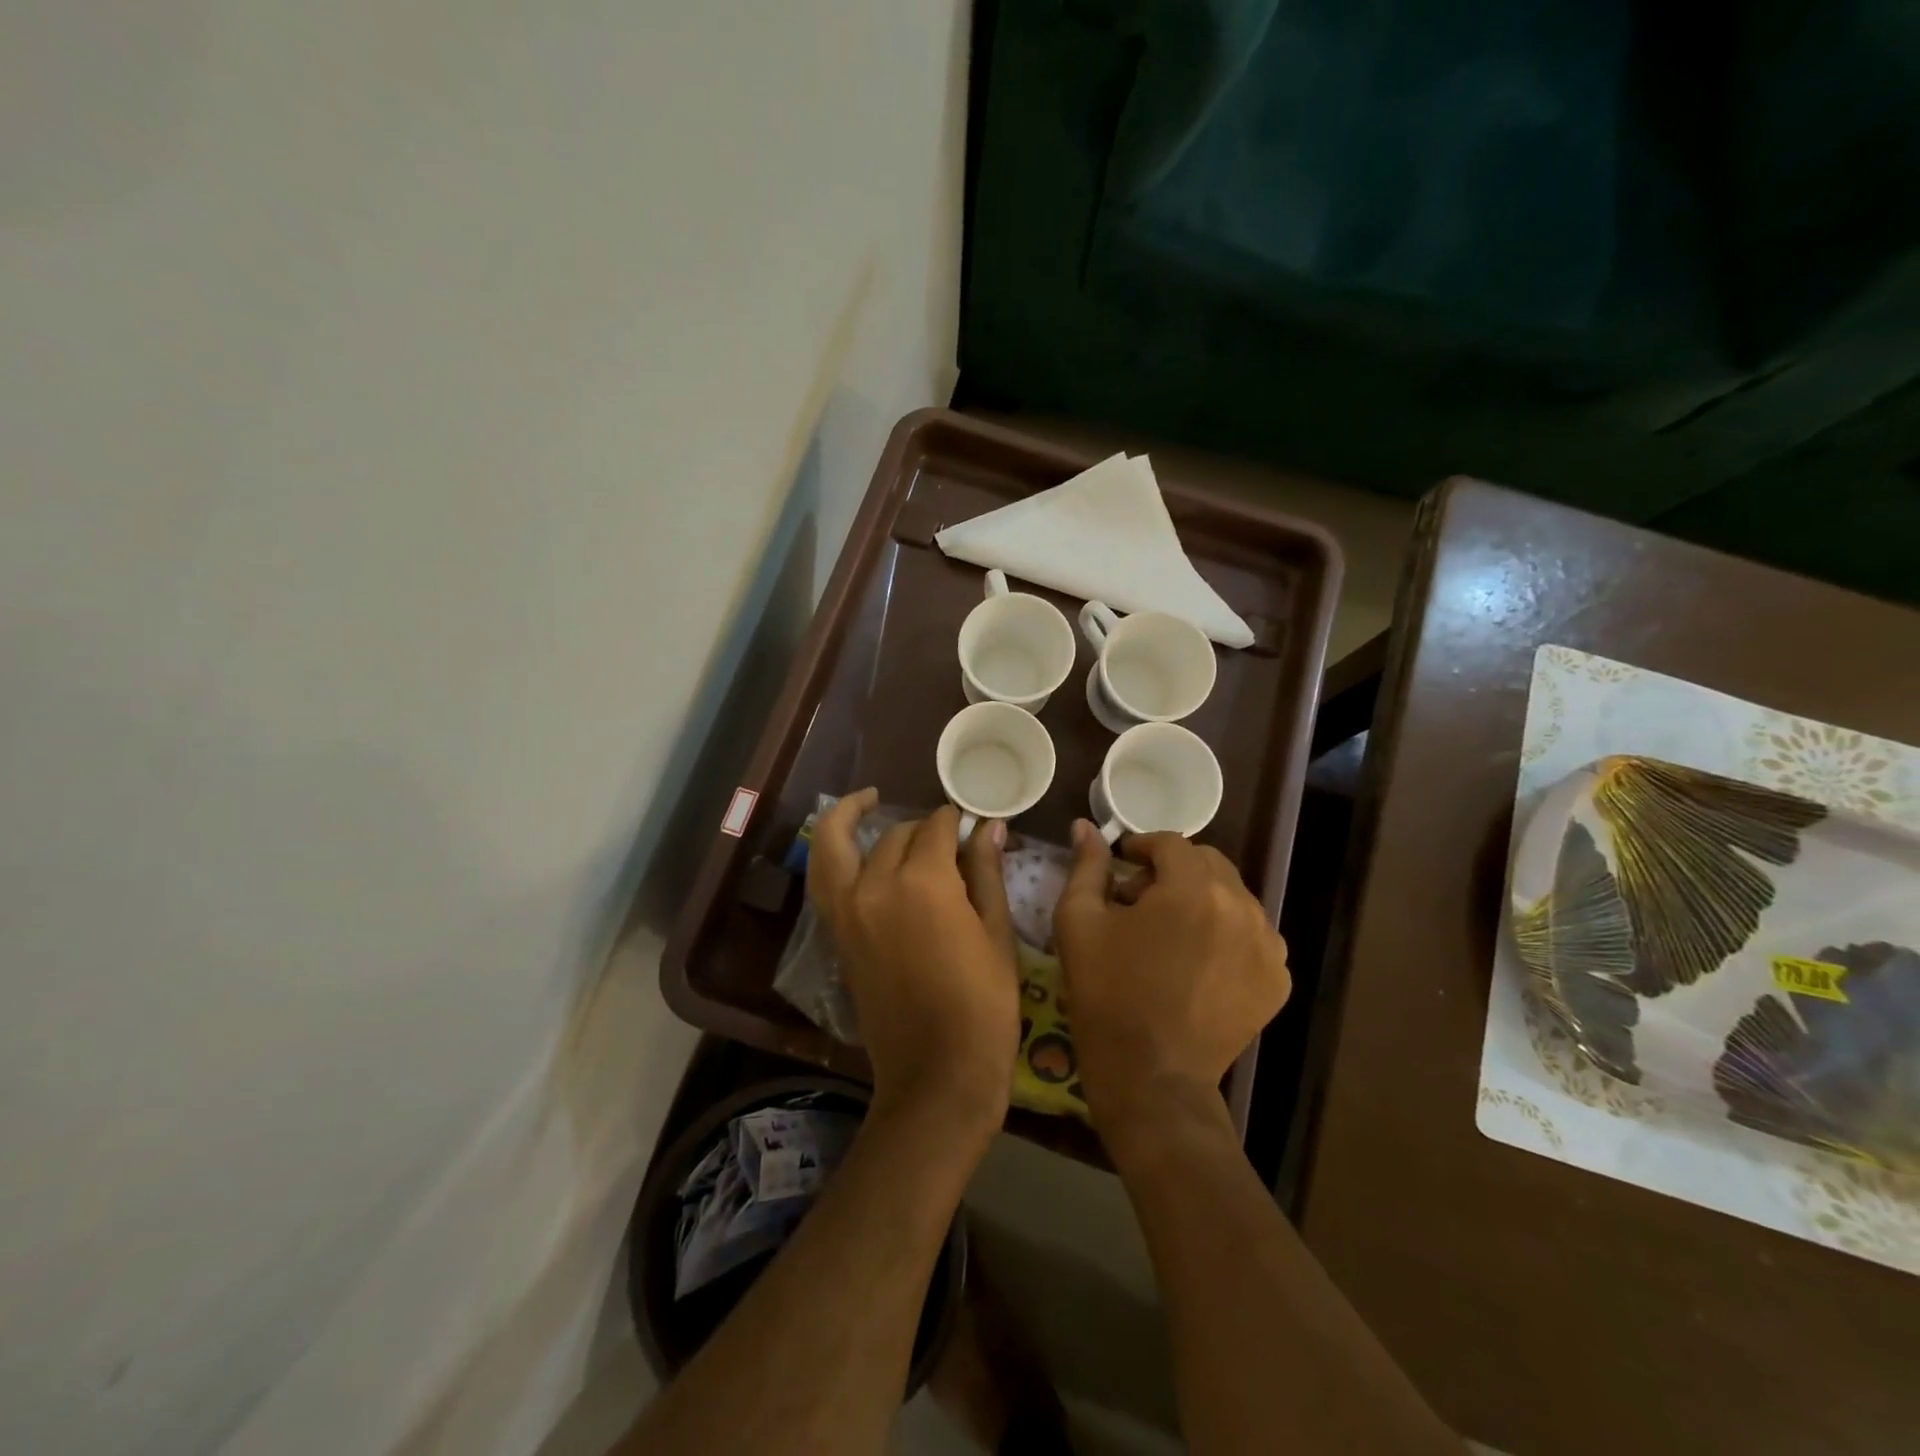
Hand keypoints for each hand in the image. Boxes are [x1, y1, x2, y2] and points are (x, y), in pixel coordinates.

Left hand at [807, 792, 1019, 1133]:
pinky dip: (833, 854)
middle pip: (895, 835)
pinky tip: (853, 849)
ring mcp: (848, 911)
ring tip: (866, 800)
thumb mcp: (996, 934)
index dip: (956, 821)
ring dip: (848, 818)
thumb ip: (986, 872)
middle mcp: (876, 886)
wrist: (937, 1075)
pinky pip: (826, 879)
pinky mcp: (837, 935)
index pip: (936, 828)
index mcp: (923, 882)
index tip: (971, 822)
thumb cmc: (983, 1006)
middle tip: (945, 834)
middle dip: (921, 827)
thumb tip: (987, 827)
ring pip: (837, 845)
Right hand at [1053, 824, 1290, 1140]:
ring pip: (1232, 897)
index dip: (1141, 847)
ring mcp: (1268, 945)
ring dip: (1200, 900)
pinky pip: (1252, 934)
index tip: (1121, 864)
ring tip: (1170, 935)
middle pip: (1207, 864)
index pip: (1171, 843)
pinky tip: (1197, 963)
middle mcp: (1241, 907)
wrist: (1152, 1077)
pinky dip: (1225, 934)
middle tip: (1140, 901)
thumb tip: (1085, 826)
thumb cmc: (1107, 995)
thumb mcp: (1079, 923)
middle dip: (1172, 871)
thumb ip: (1087, 866)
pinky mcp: (1278, 979)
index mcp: (1192, 888)